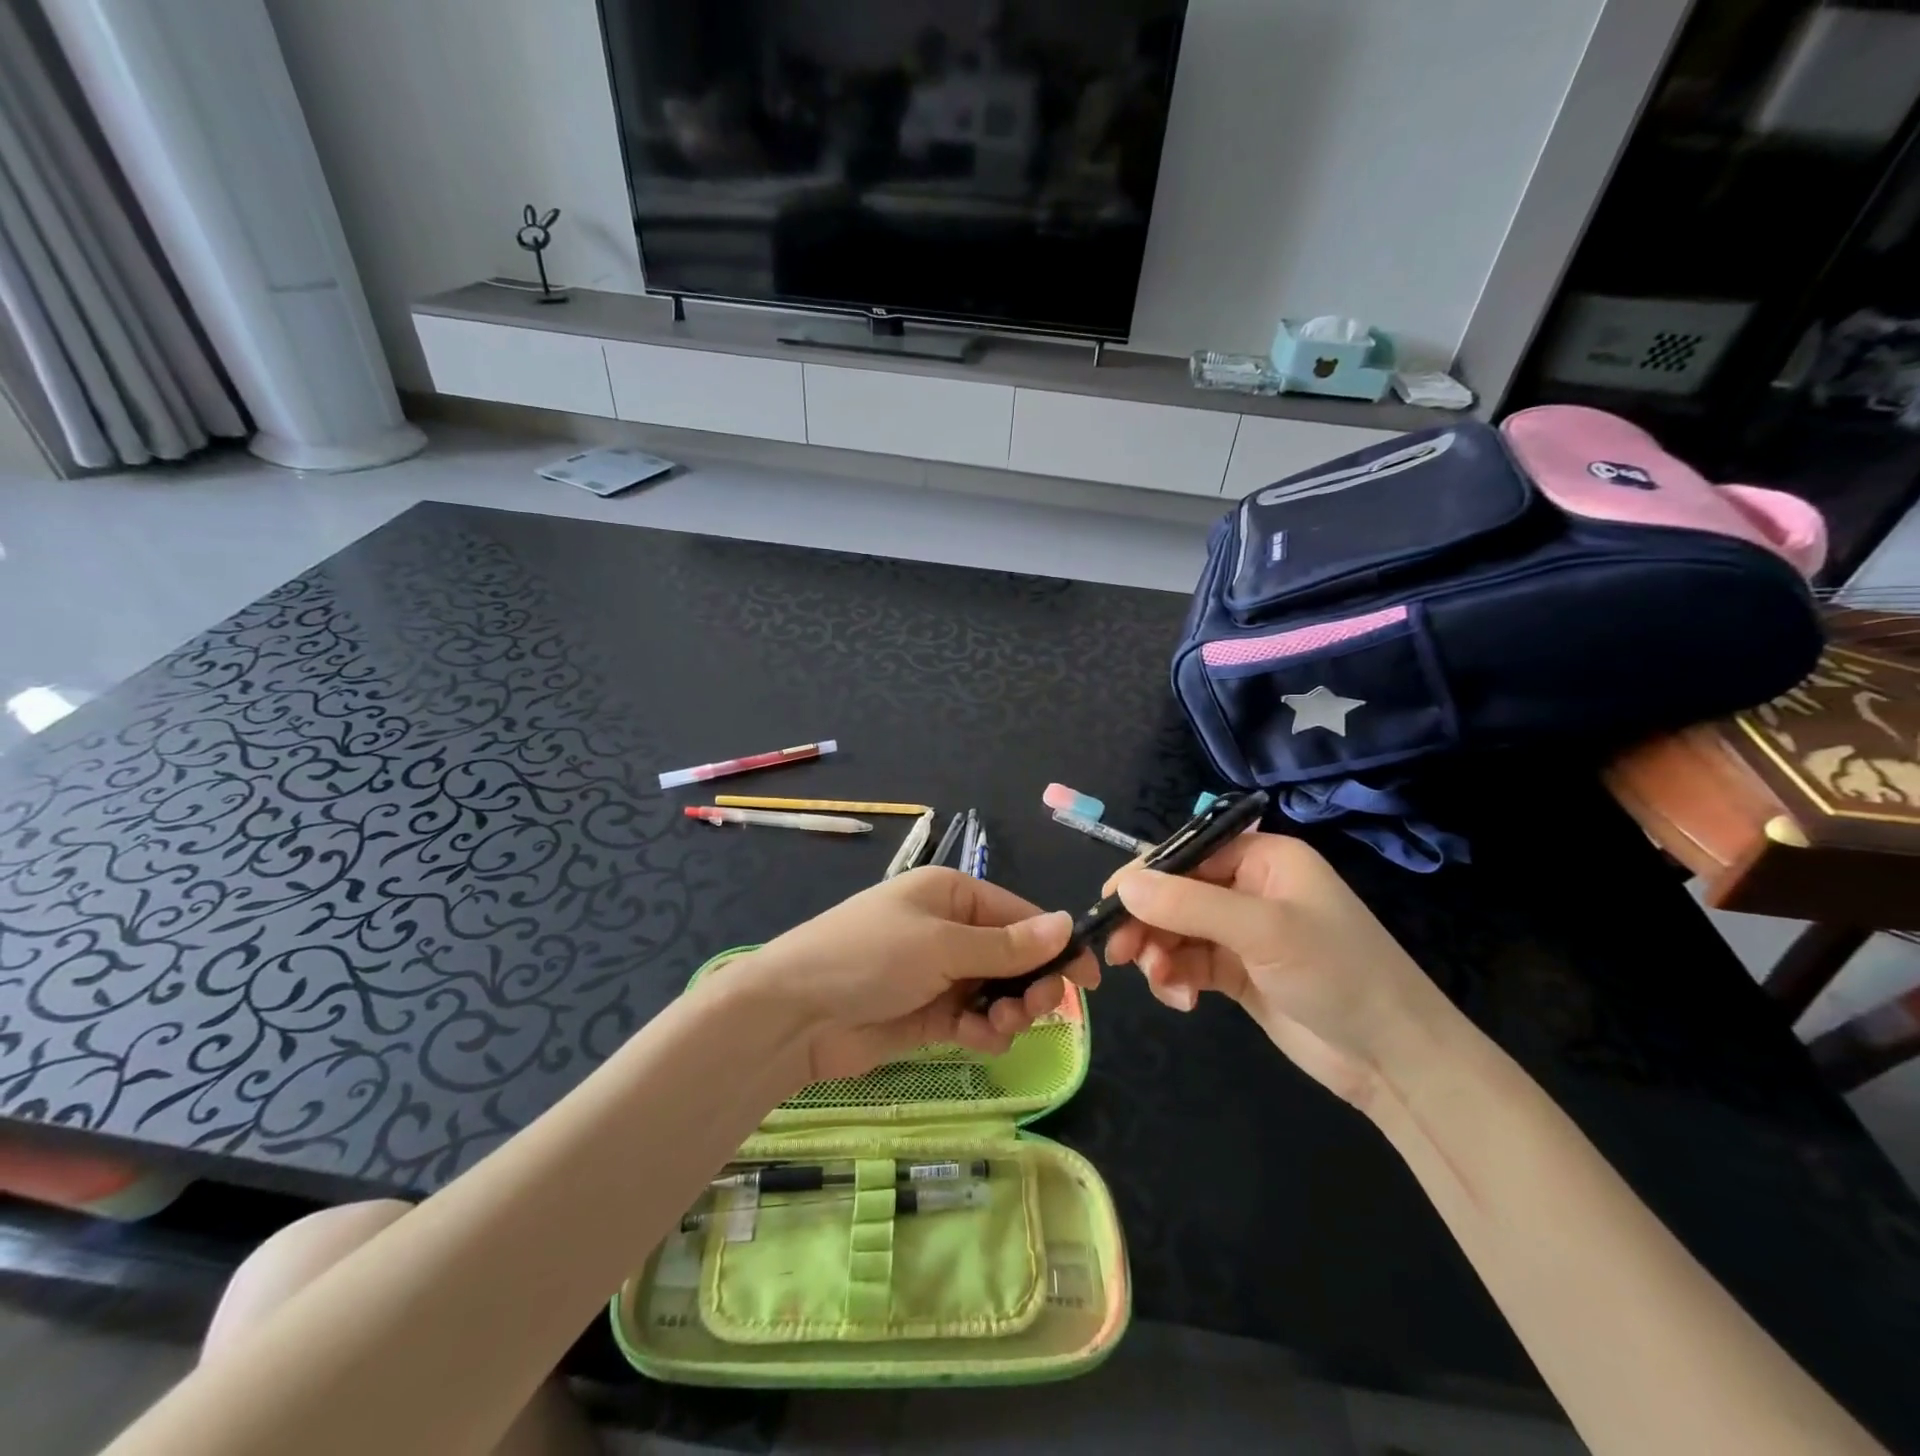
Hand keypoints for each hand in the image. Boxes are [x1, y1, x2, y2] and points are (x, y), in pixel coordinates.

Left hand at [742, 867, 1100, 1083]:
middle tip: (1036, 1008)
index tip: (1090, 979)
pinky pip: (975, 1020)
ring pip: (999, 992)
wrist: (796, 1014)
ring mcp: (940, 973)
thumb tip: (1066, 925)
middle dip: (1030, 983)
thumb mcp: (942, 944)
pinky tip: (977, 1039)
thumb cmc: (869, 957)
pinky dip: (984, 1031)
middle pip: (1014, 956)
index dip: (1056, 945)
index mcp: (953, 895)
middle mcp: (951, 929)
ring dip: (1008, 1011)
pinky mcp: (930, 1014)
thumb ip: (1006, 944)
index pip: (1021, 915)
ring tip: (997, 1026)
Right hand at [1102, 833, 1448, 1108]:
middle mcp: (1249, 888)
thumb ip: (1188, 904)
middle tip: (1119, 955)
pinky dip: (1175, 978)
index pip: (1187, 854)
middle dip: (1148, 923)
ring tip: (1162, 984)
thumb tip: (1123, 884)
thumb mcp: (1262, 930)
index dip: (1146, 876)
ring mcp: (1243, 932)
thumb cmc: (1336, 973)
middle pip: (1175, 893)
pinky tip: (1182, 1000)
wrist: (1394, 1059)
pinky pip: (1189, 963)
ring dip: (1159, 955)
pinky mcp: (1238, 972)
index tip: (1108, 905)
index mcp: (1263, 859)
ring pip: (1176, 931)